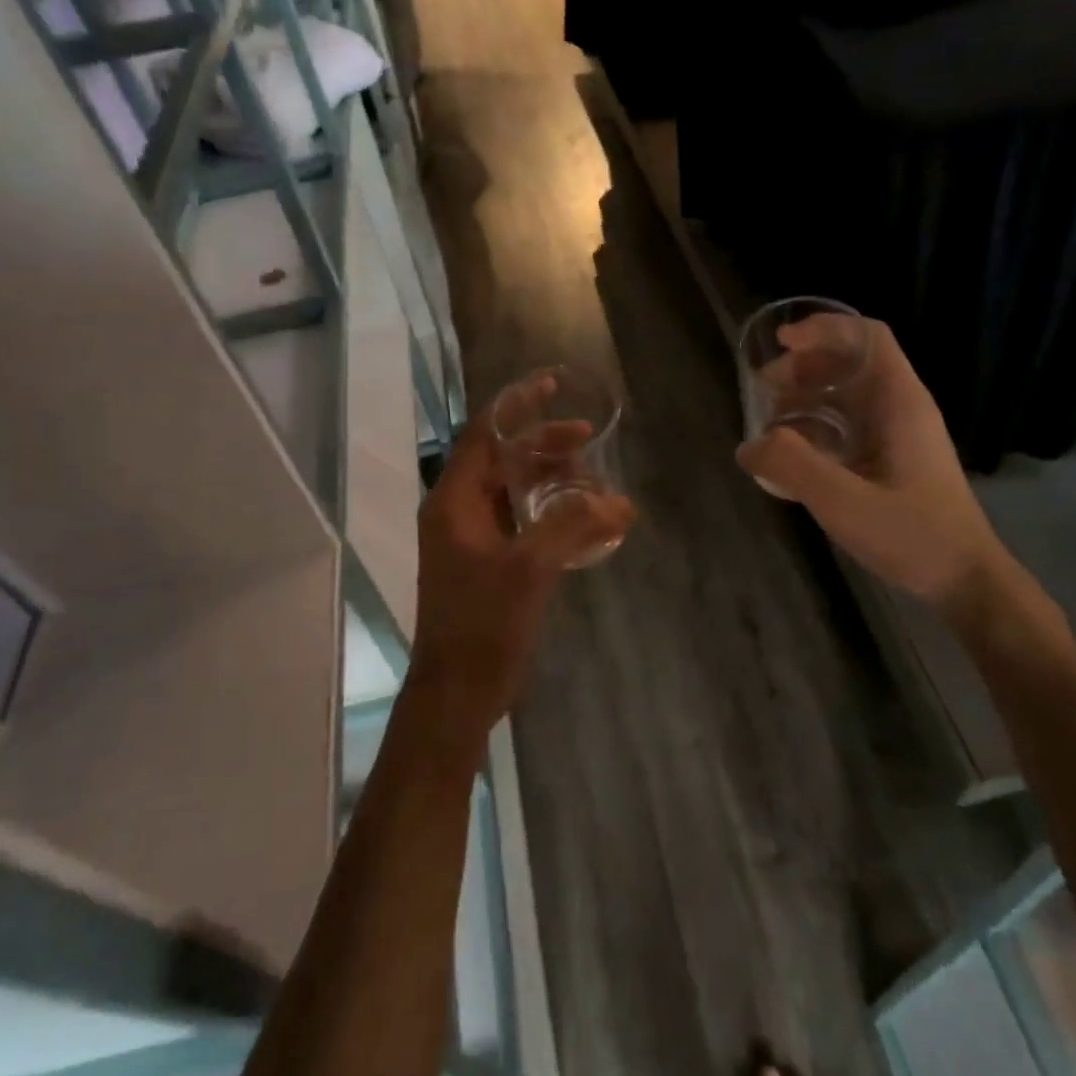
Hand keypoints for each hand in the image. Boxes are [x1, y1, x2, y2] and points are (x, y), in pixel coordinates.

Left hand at [408, 405, 634, 738]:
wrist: (457, 691)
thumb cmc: (483, 625)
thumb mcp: (530, 569)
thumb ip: (574, 528)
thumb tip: (621, 503)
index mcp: (454, 502)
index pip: (483, 434)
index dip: (516, 405)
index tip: (551, 384)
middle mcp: (458, 512)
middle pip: (501, 459)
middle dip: (543, 445)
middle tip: (588, 439)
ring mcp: (471, 539)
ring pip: (512, 490)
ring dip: (549, 478)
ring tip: (592, 479)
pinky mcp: (487, 562)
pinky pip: (519, 520)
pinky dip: (548, 511)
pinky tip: (581, 517)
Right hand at [737, 319, 1004, 610]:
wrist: (965, 580)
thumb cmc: (912, 535)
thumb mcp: (843, 501)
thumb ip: (792, 466)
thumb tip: (748, 445)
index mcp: (900, 402)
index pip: (867, 337)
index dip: (824, 329)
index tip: (782, 342)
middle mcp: (902, 408)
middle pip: (851, 364)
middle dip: (803, 366)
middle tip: (763, 389)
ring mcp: (899, 435)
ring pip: (847, 396)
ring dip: (806, 398)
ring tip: (769, 422)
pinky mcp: (893, 460)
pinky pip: (849, 425)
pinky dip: (816, 427)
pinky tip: (793, 455)